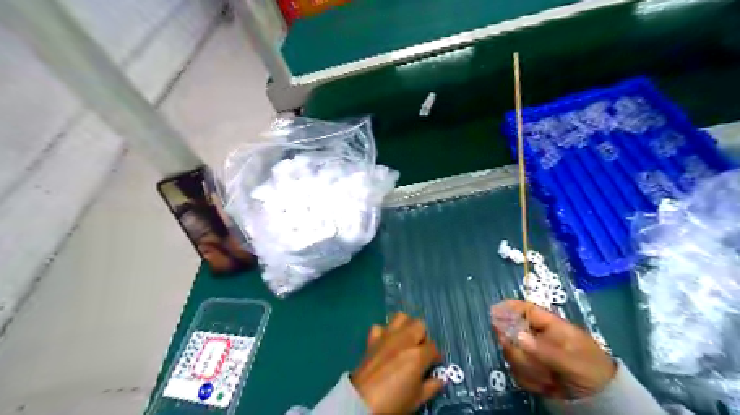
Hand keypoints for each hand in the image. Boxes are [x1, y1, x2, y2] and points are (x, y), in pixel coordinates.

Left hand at [351, 313, 441, 412]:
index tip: (434, 363)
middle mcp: (403, 340)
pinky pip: (380, 327)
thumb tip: (440, 379)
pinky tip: (387, 343)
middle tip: (420, 350)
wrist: (362, 402)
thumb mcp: (417, 400)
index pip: (433, 347)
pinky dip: (385, 332)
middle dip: (423, 336)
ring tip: (406, 341)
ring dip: (406, 326)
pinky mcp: (372, 339)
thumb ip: (431, 386)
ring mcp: (387, 337)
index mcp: (417, 355)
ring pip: (401, 317)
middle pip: (419, 325)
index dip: (435, 356)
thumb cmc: (394, 403)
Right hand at [490, 300, 615, 399]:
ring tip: (549, 379)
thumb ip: (545, 349)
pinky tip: (547, 387)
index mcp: (550, 325)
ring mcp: (532, 353)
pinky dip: (530, 381)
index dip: (509, 308)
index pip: (525, 309)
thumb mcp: (573, 360)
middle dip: (520, 351)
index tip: (494, 312)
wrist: (602, 399)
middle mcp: (537, 336)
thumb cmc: (591, 370)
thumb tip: (517, 336)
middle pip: (512, 333)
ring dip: (528, 369)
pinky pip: (517, 372)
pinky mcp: (530, 370)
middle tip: (533, 364)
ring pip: (513, 354)